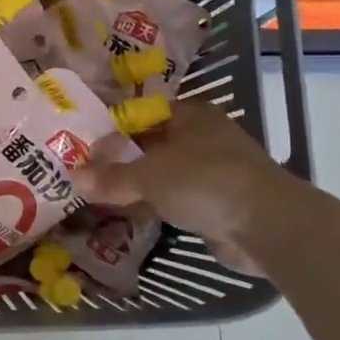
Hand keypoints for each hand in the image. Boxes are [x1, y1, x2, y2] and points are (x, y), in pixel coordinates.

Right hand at [71, 98, 307, 276]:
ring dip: (135, 186)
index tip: (82, 142)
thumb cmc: (205, 181)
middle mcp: (202, 137)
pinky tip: (127, 215)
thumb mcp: (148, 176)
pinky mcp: (217, 203)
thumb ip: (111, 177)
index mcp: (190, 115)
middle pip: (150, 145)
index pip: (141, 113)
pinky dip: (153, 206)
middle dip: (119, 159)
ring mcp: (212, 171)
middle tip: (83, 171)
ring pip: (162, 174)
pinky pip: (174, 200)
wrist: (266, 226)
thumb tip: (73, 177)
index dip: (111, 127)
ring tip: (97, 195)